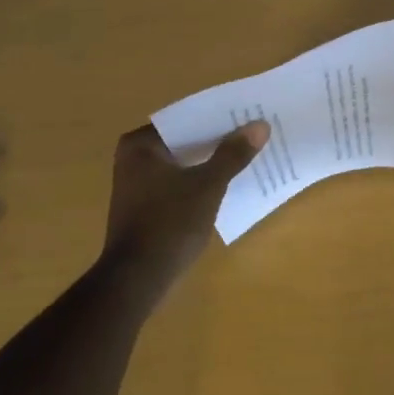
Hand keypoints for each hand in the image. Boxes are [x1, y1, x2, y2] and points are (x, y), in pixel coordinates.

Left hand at [97, 122, 267, 297]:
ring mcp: (138, 185)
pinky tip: (227, 183)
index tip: (246, 114)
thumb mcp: (208, 185)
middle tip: (253, 132)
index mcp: (140, 145)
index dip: (217, 117)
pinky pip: (179, 183)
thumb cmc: (169, 223)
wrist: (137, 279)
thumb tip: (260, 125)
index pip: (185, 119)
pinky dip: (200, 181)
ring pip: (183, 163)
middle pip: (184, 141)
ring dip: (210, 161)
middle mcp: (133, 159)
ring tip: (246, 154)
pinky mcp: (146, 207)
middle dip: (217, 140)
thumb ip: (233, 154)